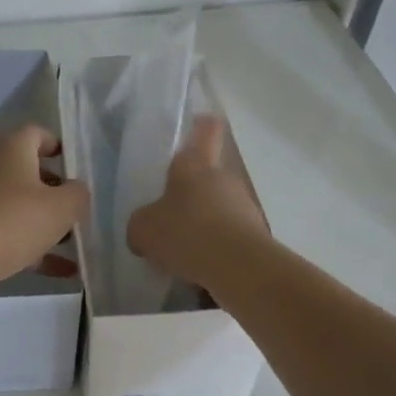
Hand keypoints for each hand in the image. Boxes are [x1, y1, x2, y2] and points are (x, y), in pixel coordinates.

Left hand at [0, 125, 89, 291]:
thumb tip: (75, 190)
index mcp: (10, 149)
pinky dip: (28, 245)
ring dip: (41, 221)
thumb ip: (77, 194)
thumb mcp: (62, 208)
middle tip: (73, 210)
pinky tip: (57, 271)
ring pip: (14, 203)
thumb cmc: (14, 221)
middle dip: (52, 190)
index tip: (73, 166)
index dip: (57, 146)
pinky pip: (3, 230)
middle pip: (25, 170)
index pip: (35, 134)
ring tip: (70, 245)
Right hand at [126, 116, 267, 285]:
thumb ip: (140, 224)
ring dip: (202, 223)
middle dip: (188, 194)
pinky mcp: (255, 235)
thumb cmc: (186, 233)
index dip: (200, 126)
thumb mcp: (143, 230)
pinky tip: (197, 269)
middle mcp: (222, 178)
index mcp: (195, 165)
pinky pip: (227, 236)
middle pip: (206, 177)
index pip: (205, 130)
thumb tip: (144, 229)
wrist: (239, 267)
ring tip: (180, 251)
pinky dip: (214, 248)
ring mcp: (243, 205)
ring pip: (217, 208)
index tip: (193, 128)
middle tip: (166, 215)